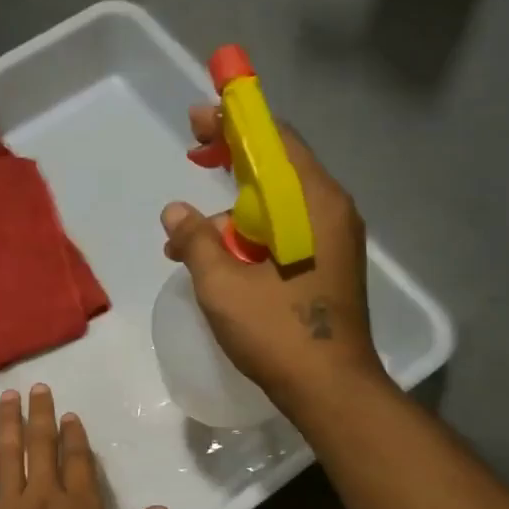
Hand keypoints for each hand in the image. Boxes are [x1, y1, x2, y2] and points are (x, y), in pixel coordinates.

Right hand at [161, 106, 385, 410]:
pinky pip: (285, 232)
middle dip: (231, 162)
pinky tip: (217, 261)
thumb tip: (176, 212)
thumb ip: (196, 241)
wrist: (330, 389)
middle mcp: (330, 211)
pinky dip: (251, 236)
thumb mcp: (223, 286)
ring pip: (277, 205)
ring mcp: (332, 240)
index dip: (234, 122)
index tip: (198, 119)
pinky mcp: (327, 265)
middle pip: (277, 167)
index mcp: (313, 203)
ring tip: (185, 242)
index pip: (274, 140)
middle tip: (192, 157)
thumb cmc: (278, 333)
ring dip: (232, 213)